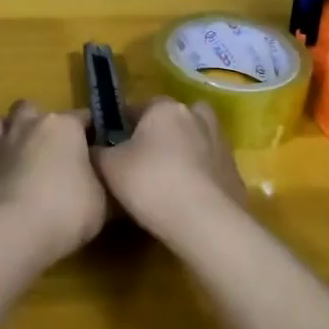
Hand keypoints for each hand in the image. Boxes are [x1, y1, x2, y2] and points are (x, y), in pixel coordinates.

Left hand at [0, 101, 107, 261]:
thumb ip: (105, 182)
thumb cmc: (69, 209)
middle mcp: (25, 126)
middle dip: (35, 120)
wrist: (17, 231)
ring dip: (1, 134)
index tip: (98, 146)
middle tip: (46, 145)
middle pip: (28, 108)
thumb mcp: (105, 199)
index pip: (82, 117)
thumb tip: (109, 176)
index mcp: (62, 126)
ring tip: (11, 152)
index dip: (90, 130)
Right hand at [92, 97, 247, 242]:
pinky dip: (200, 176)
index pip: (139, 106)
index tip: (114, 144)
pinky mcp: (234, 172)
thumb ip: (98, 151)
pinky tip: (187, 198)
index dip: (124, 124)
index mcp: (165, 108)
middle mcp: (197, 117)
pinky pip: (210, 166)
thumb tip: (94, 147)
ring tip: (168, 178)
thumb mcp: (108, 167)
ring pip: (196, 139)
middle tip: (144, 158)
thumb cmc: (150, 183)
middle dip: (161, 132)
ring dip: (185, 151)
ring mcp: (221, 144)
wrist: (205, 222)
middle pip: (173, 118)